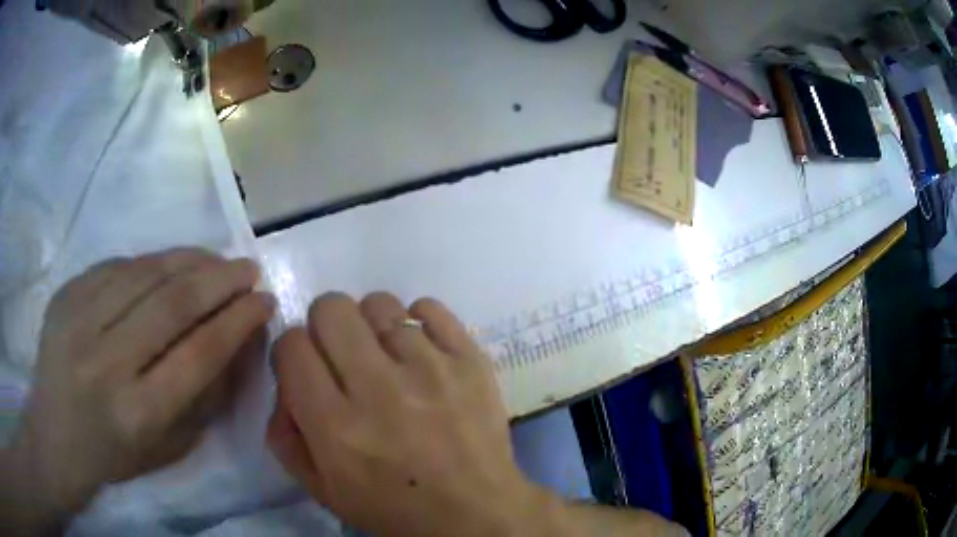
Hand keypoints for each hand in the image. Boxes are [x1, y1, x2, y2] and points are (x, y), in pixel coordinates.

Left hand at [8, 248, 274, 519]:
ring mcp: (80, 321)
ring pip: (145, 273)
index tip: (264, 300)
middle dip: (221, 280)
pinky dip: (150, 262)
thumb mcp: (166, 447)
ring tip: (215, 259)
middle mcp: (107, 362)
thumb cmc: (114, 454)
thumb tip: (238, 345)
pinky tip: (168, 264)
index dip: (237, 322)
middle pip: (173, 304)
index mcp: (137, 413)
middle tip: (248, 268)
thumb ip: (203, 400)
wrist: (54, 433)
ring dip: (189, 260)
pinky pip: (116, 266)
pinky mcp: (66, 295)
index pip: (199, 354)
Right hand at [268, 292, 548, 536]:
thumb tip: (286, 385)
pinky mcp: (469, 360)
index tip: (307, 367)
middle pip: (331, 309)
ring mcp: (429, 369)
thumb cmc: (395, 509)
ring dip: (371, 325)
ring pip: (379, 304)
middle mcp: (378, 389)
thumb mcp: (323, 490)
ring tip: (385, 356)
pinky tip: (419, 349)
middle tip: (342, 356)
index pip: (292, 345)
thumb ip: (286, 437)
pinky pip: (430, 308)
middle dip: (325, 327)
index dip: (292, 351)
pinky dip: (417, 321)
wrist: (476, 513)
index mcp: (336, 426)